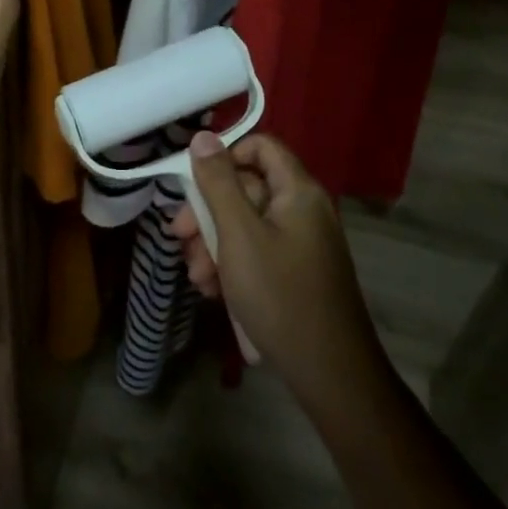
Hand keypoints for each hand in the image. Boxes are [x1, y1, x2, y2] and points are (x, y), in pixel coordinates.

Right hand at [173, 132, 381, 412]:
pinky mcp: (295, 272)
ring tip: (197, 277)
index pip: (260, 146)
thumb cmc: (279, 294)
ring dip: (213, 244)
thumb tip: (203, 136)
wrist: (328, 372)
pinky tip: (214, 291)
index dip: (225, 157)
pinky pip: (256, 252)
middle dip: (207, 213)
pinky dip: (232, 265)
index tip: (194, 185)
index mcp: (297, 191)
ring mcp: (301, 243)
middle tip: (179, 238)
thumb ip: (218, 183)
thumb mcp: (238, 235)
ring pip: (245, 224)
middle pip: (247, 188)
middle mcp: (302, 210)